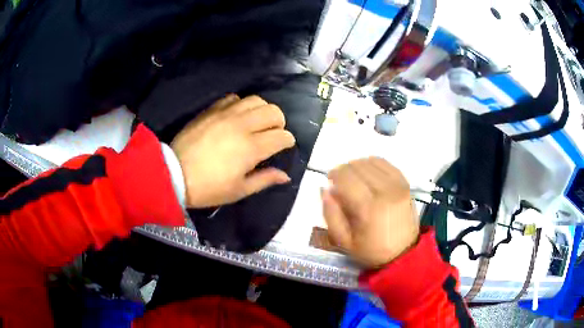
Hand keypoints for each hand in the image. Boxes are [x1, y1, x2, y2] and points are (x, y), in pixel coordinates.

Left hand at [171, 95, 295, 207]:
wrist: (174, 174)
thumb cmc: (208, 188)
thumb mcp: (239, 190)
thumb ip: (265, 179)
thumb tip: (285, 176)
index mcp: (251, 148)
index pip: (282, 136)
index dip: (288, 141)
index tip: (284, 146)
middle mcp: (242, 126)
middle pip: (273, 111)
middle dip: (279, 122)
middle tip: (272, 133)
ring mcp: (226, 114)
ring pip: (255, 100)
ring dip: (262, 110)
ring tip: (256, 122)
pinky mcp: (211, 110)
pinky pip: (233, 98)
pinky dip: (241, 104)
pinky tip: (236, 116)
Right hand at [321, 157, 418, 268]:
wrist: (404, 254)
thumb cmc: (371, 251)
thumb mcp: (344, 242)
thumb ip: (331, 214)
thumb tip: (325, 189)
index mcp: (368, 208)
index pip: (346, 178)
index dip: (334, 175)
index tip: (329, 182)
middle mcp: (384, 191)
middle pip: (358, 166)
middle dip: (344, 170)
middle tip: (340, 182)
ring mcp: (397, 185)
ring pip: (371, 162)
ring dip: (358, 166)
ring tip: (354, 178)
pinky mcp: (405, 184)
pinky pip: (386, 164)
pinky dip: (373, 164)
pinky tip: (369, 173)